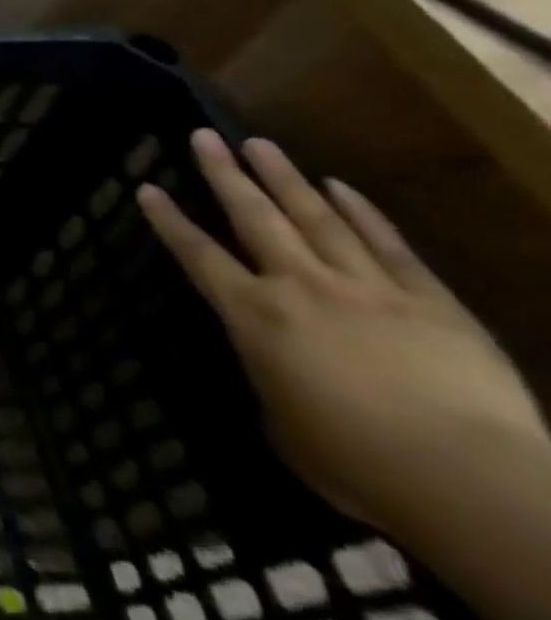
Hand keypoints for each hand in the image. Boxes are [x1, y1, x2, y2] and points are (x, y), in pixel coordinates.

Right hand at [138, 130, 546, 537]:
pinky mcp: (429, 300)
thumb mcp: (287, 428)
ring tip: (260, 143)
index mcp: (255, 317)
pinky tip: (340, 186)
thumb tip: (275, 369)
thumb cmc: (361, 467)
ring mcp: (366, 287)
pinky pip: (388, 245)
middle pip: (254, 216)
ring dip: (284, 178)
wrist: (472, 484)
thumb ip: (271, 382)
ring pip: (316, 217)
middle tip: (204, 135)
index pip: (198, 256)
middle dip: (225, 173)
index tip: (146, 186)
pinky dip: (362, 212)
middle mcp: (300, 285)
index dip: (169, 221)